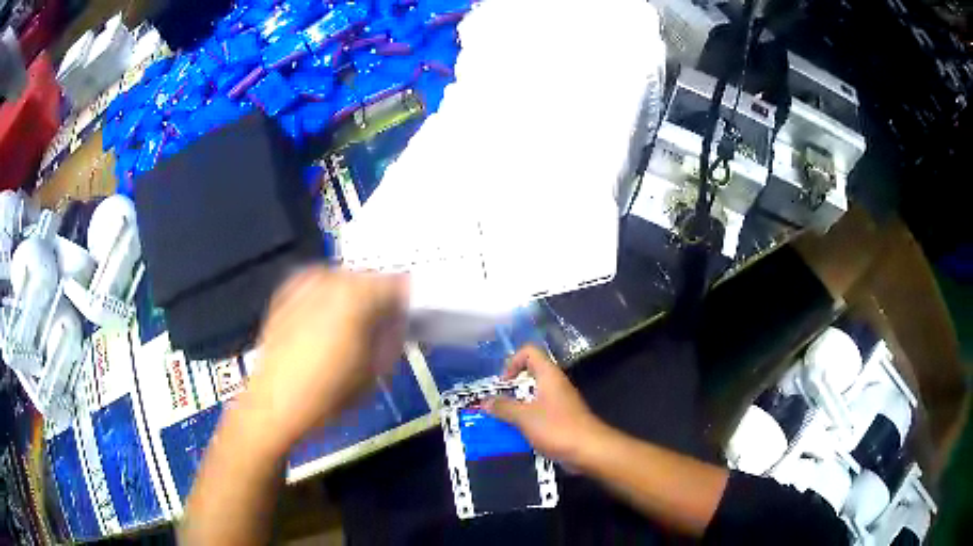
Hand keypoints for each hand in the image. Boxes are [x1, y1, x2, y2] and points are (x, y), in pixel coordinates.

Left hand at [241, 267, 407, 452]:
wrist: (274, 406)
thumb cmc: (330, 394)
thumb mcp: (375, 371)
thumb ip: (393, 338)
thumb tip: (398, 322)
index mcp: (357, 296)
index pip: (397, 284)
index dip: (406, 303)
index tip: (406, 322)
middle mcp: (330, 279)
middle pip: (368, 278)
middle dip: (377, 299)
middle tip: (378, 327)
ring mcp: (303, 284)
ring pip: (341, 280)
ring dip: (351, 297)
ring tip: (348, 326)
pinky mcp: (284, 295)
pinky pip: (315, 286)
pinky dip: (325, 297)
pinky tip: (322, 321)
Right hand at [485, 345, 605, 463]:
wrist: (589, 450)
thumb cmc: (557, 428)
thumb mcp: (525, 417)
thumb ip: (503, 408)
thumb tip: (485, 401)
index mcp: (549, 376)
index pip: (529, 352)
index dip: (512, 362)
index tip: (502, 384)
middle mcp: (555, 385)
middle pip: (529, 376)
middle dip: (510, 389)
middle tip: (496, 405)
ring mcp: (559, 403)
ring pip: (532, 398)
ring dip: (516, 408)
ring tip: (501, 422)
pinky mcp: (561, 420)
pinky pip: (538, 414)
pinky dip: (526, 421)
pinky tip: (516, 436)